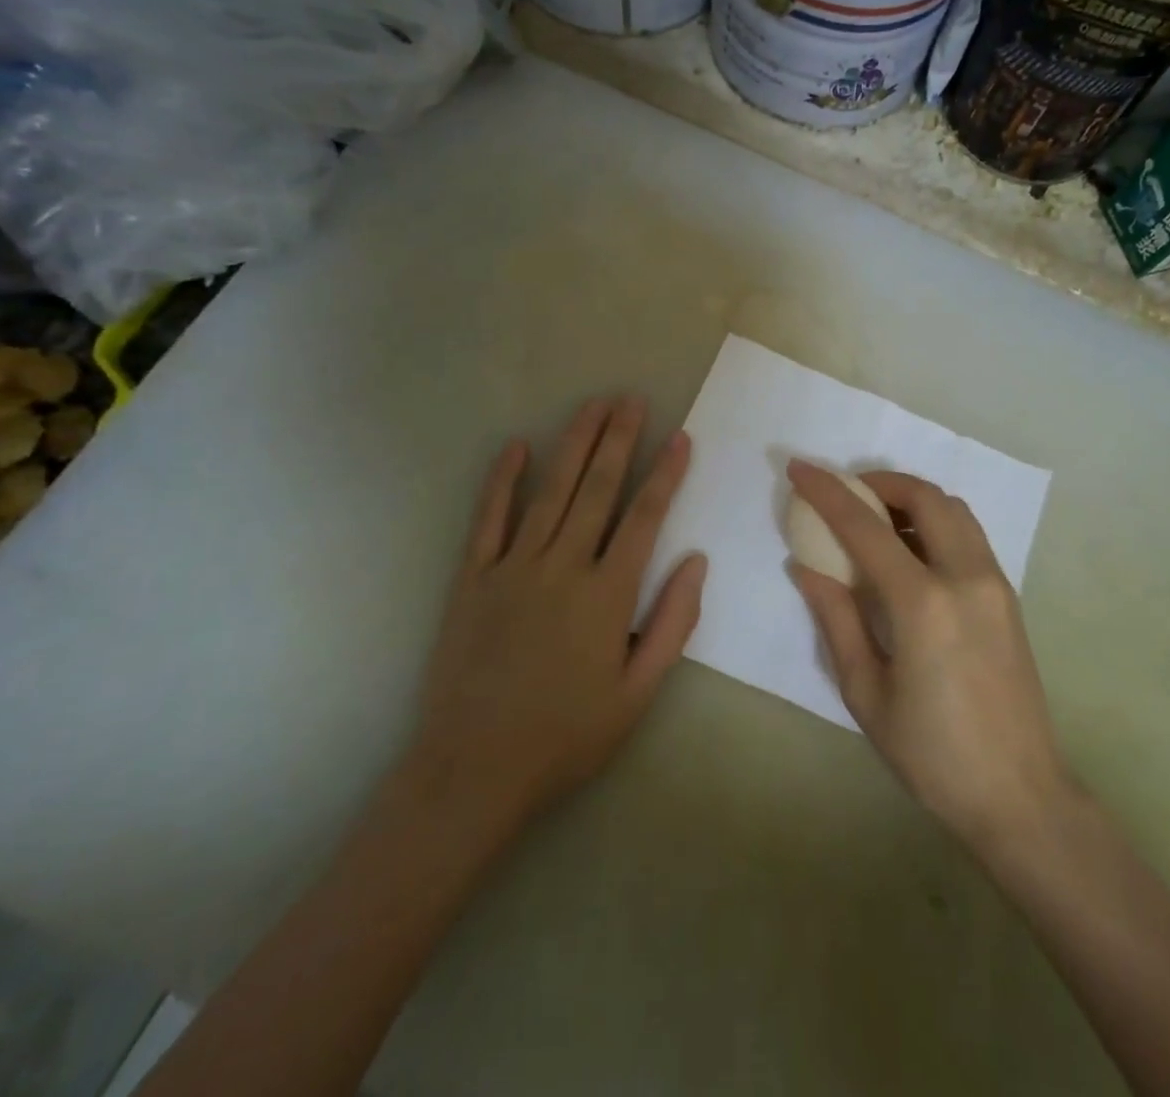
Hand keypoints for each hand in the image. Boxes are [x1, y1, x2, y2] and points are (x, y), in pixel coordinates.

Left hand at [398, 397, 705, 840]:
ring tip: (592, 406)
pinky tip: (516, 446)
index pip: (644, 518)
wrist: (473, 771)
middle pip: (597, 489)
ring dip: (573, 444)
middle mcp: (562, 567)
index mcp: (607, 594)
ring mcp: (513, 568)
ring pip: (550, 492)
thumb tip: (696, 562)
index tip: (680, 437)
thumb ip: (672, 624)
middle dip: (619, 439)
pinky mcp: (473, 579)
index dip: (665, 474)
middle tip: (631, 399)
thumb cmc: (566, 736)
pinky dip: (502, 481)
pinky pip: (488, 519)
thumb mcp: (638, 694)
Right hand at [787, 462, 1071, 849]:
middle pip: (924, 497)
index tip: (799, 468)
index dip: (827, 492)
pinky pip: (969, 534)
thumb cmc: (932, 755)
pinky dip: (936, 521)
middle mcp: (965, 577)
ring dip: (912, 498)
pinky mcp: (1008, 595)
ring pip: (954, 509)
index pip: (866, 528)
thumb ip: (836, 619)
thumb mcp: (867, 693)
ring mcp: (995, 583)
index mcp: (923, 604)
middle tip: (845, 493)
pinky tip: (911, 550)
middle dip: (879, 482)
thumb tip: (806, 568)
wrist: (1019, 795)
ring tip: (876, 519)